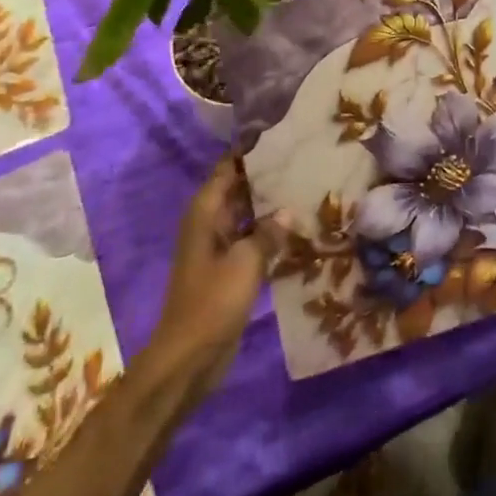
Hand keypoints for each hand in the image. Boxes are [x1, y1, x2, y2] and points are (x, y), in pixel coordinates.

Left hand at [146, 155, 289, 398]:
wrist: (189, 358)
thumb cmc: (213, 302)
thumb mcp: (246, 262)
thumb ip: (268, 233)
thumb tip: (287, 211)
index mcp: (205, 213)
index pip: (227, 168)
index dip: (250, 152)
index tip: (281, 136)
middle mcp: (209, 223)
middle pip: (238, 189)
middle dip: (266, 177)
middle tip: (304, 161)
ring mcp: (218, 247)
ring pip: (247, 215)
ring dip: (270, 206)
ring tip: (307, 189)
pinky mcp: (228, 270)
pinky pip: (251, 241)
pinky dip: (269, 233)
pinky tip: (297, 229)